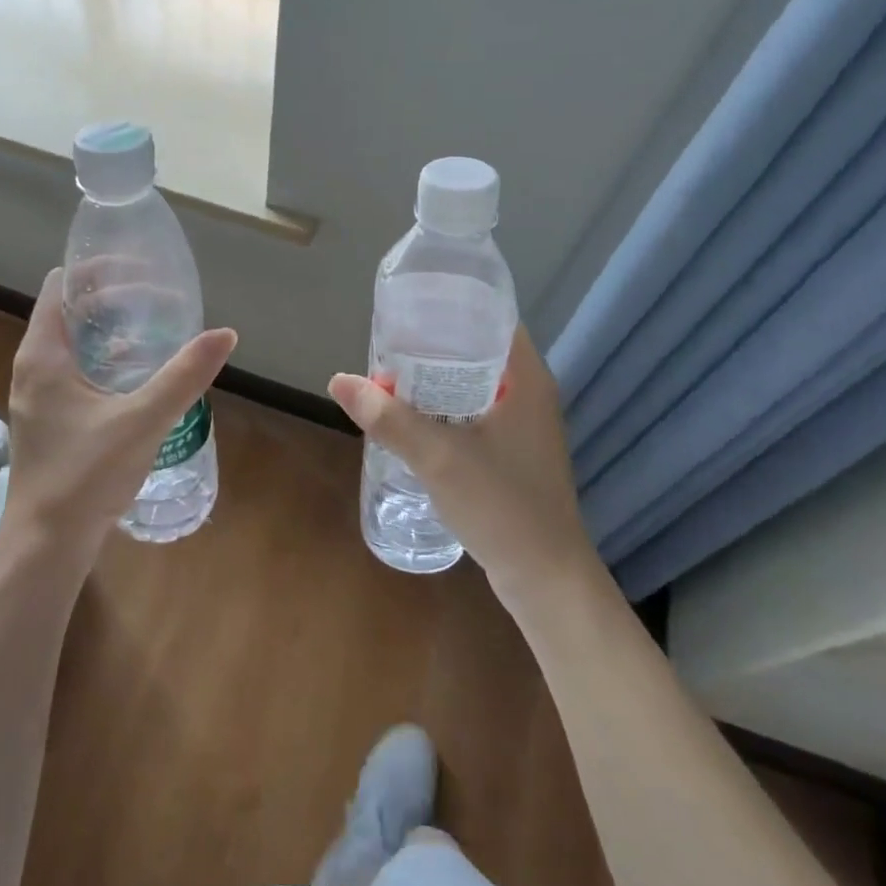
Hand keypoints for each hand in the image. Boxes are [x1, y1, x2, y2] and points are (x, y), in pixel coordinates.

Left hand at [1, 268, 236, 568]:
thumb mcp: (143, 420)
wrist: (47, 544)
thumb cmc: (86, 475)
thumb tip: (225, 333)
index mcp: (43, 354)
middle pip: (69, 309)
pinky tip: (139, 374)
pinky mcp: (49, 418)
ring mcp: (38, 394)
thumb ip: (184, 375)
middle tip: (160, 297)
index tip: (140, 269)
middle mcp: (33, 366)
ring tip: (156, 327)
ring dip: (110, 328)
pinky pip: (75, 369)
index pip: (61, 284)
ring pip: (73, 342)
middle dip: (112, 297)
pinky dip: (105, 357)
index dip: (97, 268)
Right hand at [328, 327, 593, 597]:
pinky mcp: (514, 453)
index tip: (411, 307)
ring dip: (437, 380)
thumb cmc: (502, 505)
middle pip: (478, 351)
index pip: (493, 319)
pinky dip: (446, 408)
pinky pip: (475, 413)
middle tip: (389, 343)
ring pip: (475, 385)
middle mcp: (531, 394)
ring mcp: (525, 427)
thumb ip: (388, 418)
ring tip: (392, 375)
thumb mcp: (438, 457)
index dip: (453, 306)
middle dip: (434, 346)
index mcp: (528, 379)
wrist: (546, 579)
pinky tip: (414, 418)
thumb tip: (339, 380)